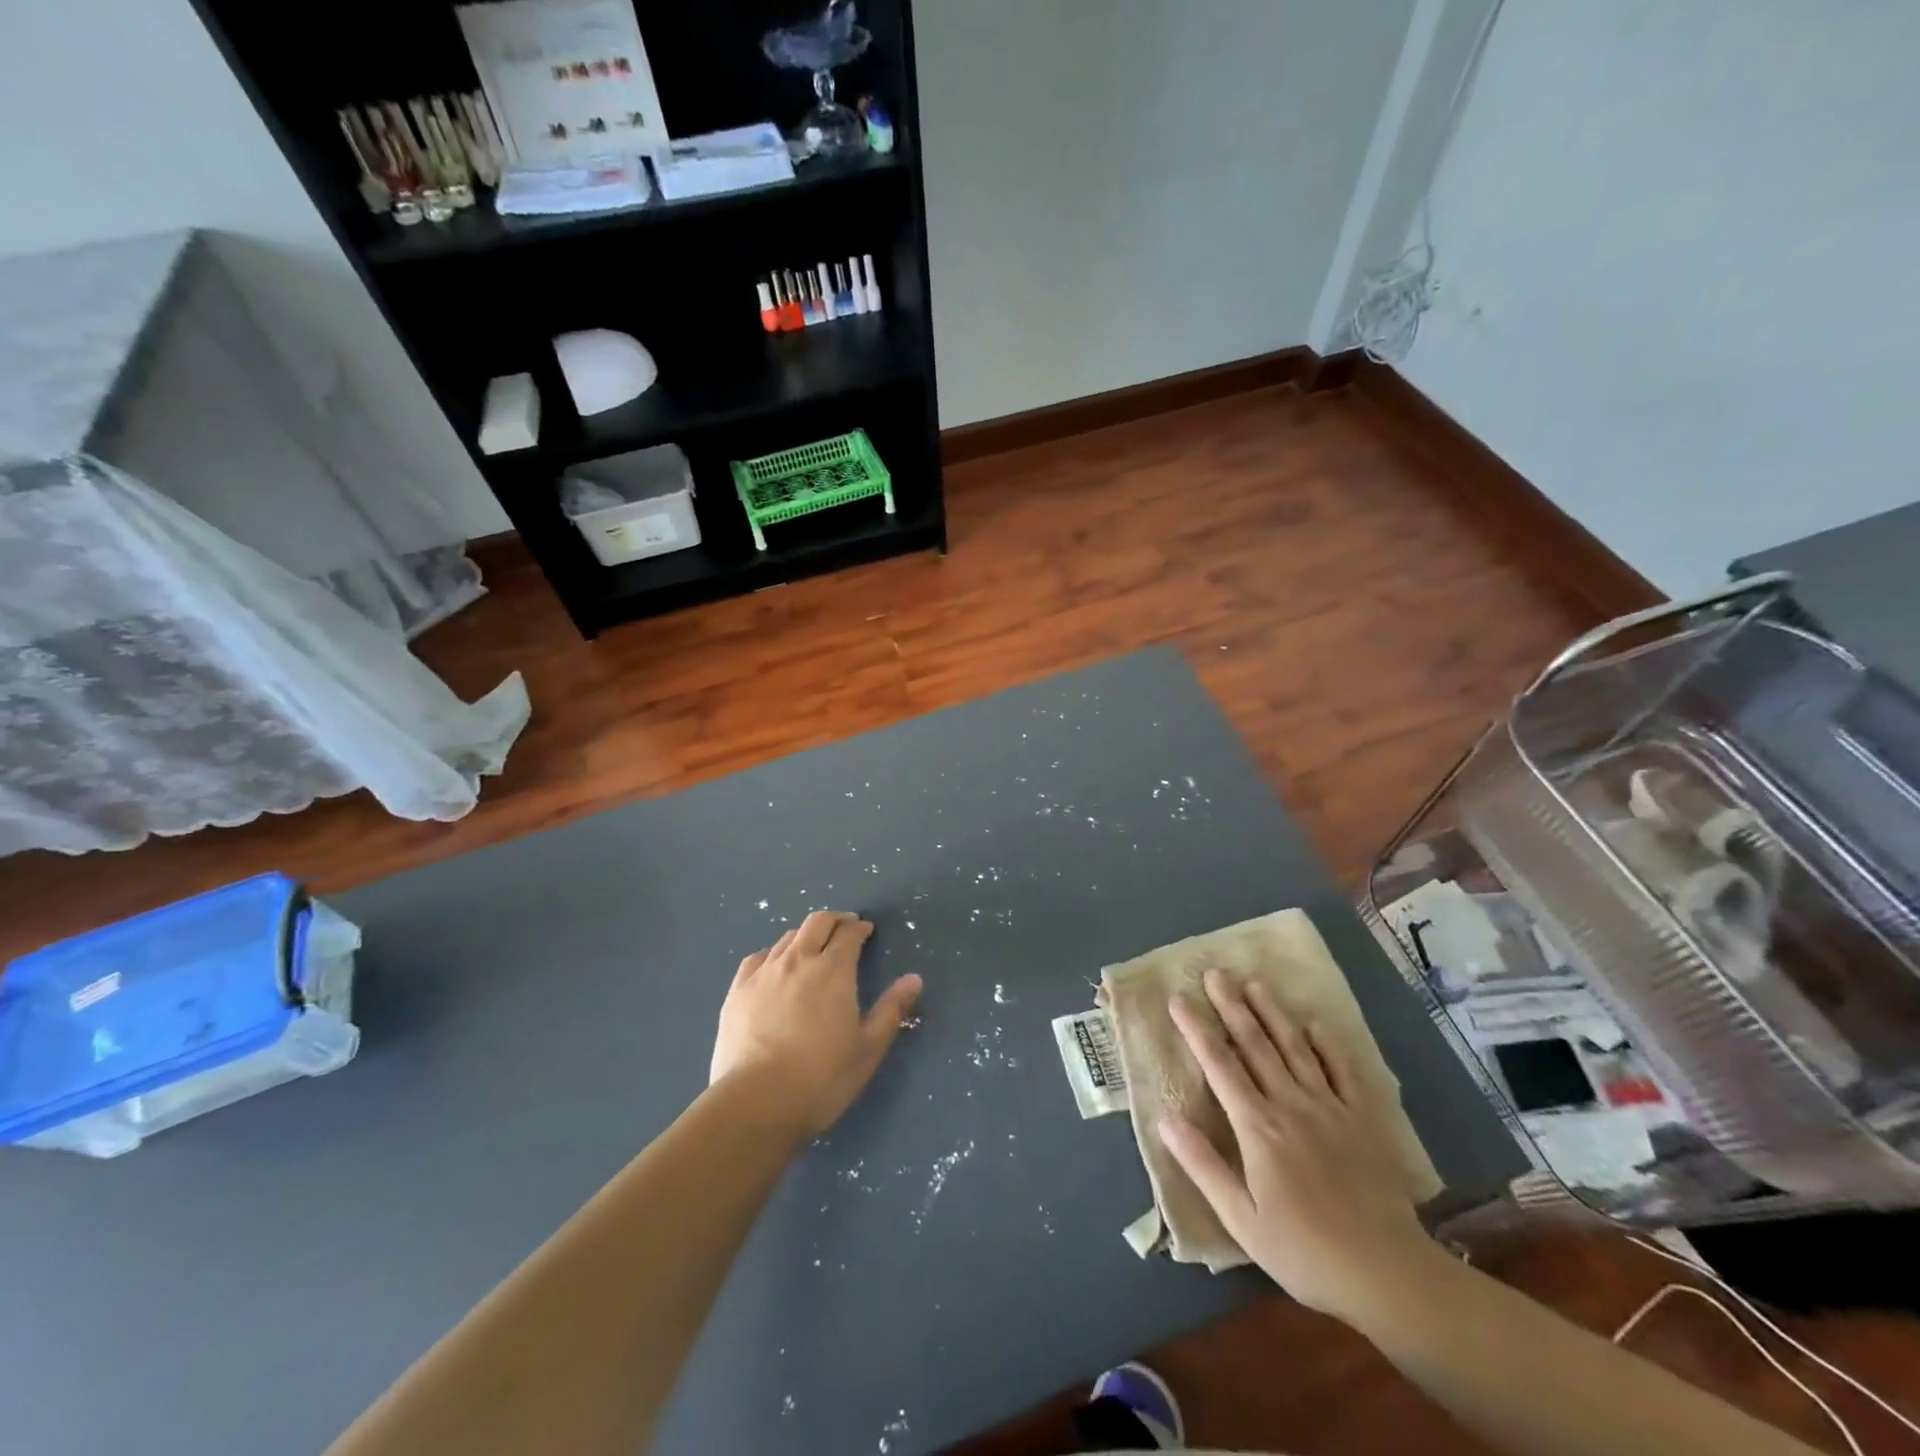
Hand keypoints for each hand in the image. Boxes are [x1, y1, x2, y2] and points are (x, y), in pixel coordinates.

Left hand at [711, 911, 922, 1137]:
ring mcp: (764, 973)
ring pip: (787, 938)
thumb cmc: (822, 1078)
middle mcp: (798, 960)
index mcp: (833, 970)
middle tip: (844, 929)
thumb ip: (891, 1010)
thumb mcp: (868, 1048)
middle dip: (834, 920)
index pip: (848, 933)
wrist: (756, 1102)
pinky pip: (757, 958)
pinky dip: (772, 955)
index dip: (859, 928)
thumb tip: (914, 979)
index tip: (866, 932)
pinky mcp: (737, 990)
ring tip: (812, 949)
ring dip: (805, 936)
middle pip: (817, 923)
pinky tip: (774, 968)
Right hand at [1158, 971, 1442, 1325]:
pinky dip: (1328, 1045)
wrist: (1389, 1275)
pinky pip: (1343, 1071)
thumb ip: (1203, 1165)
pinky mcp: (1362, 1120)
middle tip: (1215, 973)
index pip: (1219, 1066)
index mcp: (1258, 1127)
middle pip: (1255, 1045)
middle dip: (1232, 1006)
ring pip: (1295, 1048)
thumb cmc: (1305, 1252)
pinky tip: (1315, 1024)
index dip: (1196, 1030)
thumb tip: (1165, 1119)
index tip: (1178, 999)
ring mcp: (1330, 1108)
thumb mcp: (1241, 1220)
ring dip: (1272, 1013)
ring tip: (1254, 982)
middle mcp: (1291, 1105)